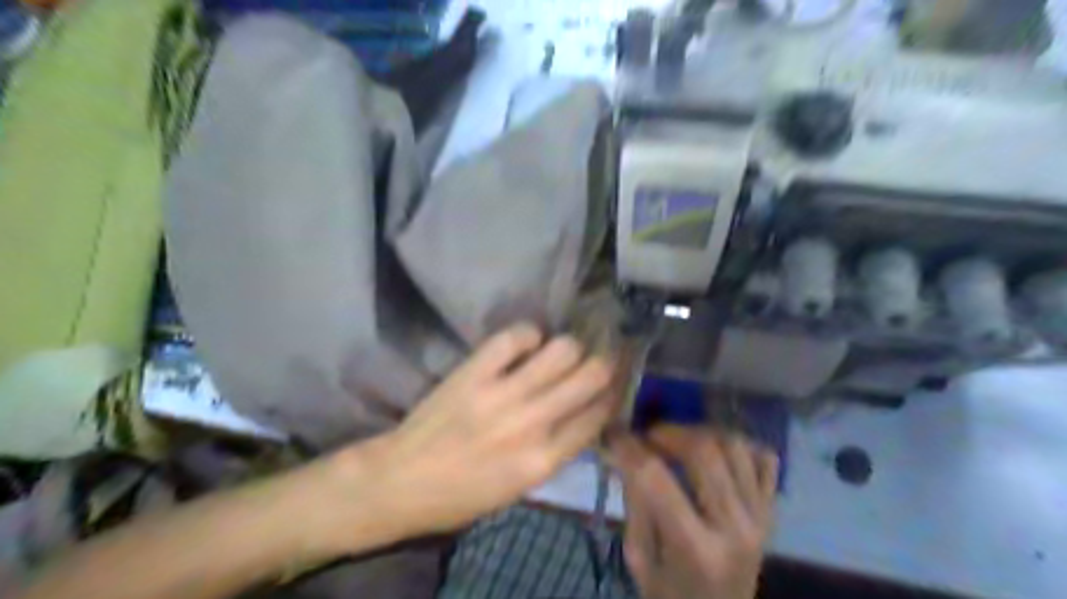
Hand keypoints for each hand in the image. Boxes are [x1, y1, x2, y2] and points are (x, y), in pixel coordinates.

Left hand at [332, 324, 617, 545]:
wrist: (401, 480)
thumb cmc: (463, 493)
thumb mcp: (521, 488)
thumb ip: (557, 450)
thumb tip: (585, 411)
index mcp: (545, 461)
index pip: (599, 414)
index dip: (613, 394)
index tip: (613, 384)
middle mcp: (532, 423)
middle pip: (591, 375)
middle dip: (603, 364)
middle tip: (597, 360)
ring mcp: (502, 393)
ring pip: (562, 349)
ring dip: (568, 348)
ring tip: (557, 354)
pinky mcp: (474, 371)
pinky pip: (516, 336)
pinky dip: (528, 335)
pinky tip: (524, 345)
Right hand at [614, 427, 781, 598]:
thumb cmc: (671, 597)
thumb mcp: (640, 559)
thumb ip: (633, 503)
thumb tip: (621, 451)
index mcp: (694, 550)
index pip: (655, 479)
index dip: (629, 447)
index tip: (614, 432)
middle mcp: (735, 529)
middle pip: (704, 452)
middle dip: (668, 432)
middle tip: (649, 437)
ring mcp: (760, 519)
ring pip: (736, 447)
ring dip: (701, 433)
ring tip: (679, 441)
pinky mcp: (771, 512)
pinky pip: (765, 459)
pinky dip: (740, 445)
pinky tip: (716, 453)